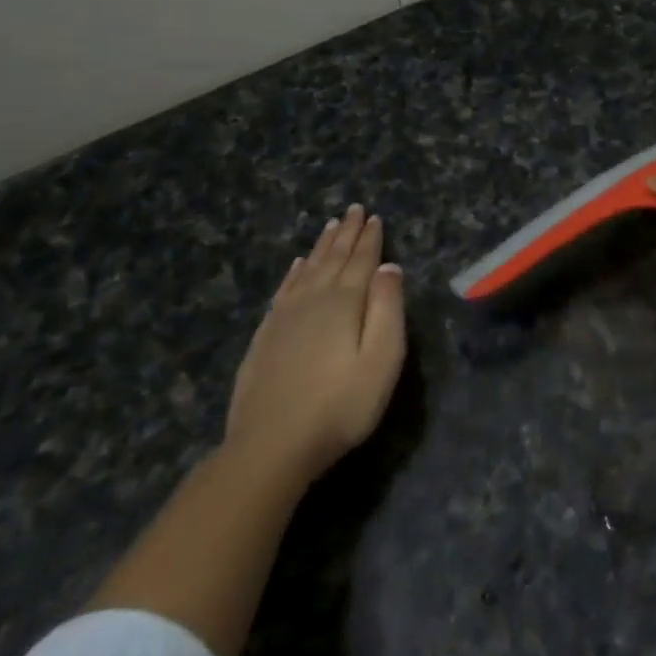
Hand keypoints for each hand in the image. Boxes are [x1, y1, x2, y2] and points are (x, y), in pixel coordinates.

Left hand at [225, 204, 406, 484]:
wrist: (270, 446)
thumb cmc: (340, 406)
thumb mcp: (382, 360)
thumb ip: (388, 309)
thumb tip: (389, 267)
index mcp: (345, 303)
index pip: (362, 260)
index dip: (370, 238)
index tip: (375, 216)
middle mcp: (314, 300)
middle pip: (333, 259)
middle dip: (346, 233)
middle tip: (353, 209)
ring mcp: (284, 318)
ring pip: (308, 270)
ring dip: (322, 247)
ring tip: (330, 226)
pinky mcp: (265, 336)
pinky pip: (284, 290)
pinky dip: (294, 272)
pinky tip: (297, 266)